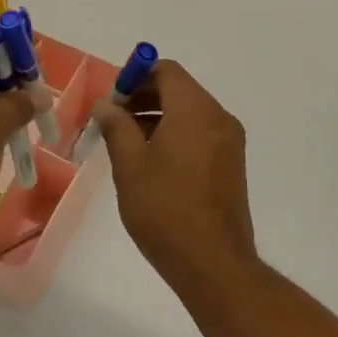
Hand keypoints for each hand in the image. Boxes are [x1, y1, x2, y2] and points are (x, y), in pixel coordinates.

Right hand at [92, 61, 257, 300]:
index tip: (111, 101)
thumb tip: (106, 104)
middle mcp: (218, 117)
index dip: (135, 77)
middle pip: (178, 89)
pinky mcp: (231, 164)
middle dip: (143, 97)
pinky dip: (174, 134)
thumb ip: (116, 126)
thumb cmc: (166, 210)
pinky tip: (151, 162)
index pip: (165, 70)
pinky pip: (199, 132)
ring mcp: (229, 141)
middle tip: (112, 121)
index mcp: (195, 110)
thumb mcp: (130, 165)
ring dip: (156, 117)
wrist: (214, 266)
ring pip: (188, 112)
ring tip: (126, 144)